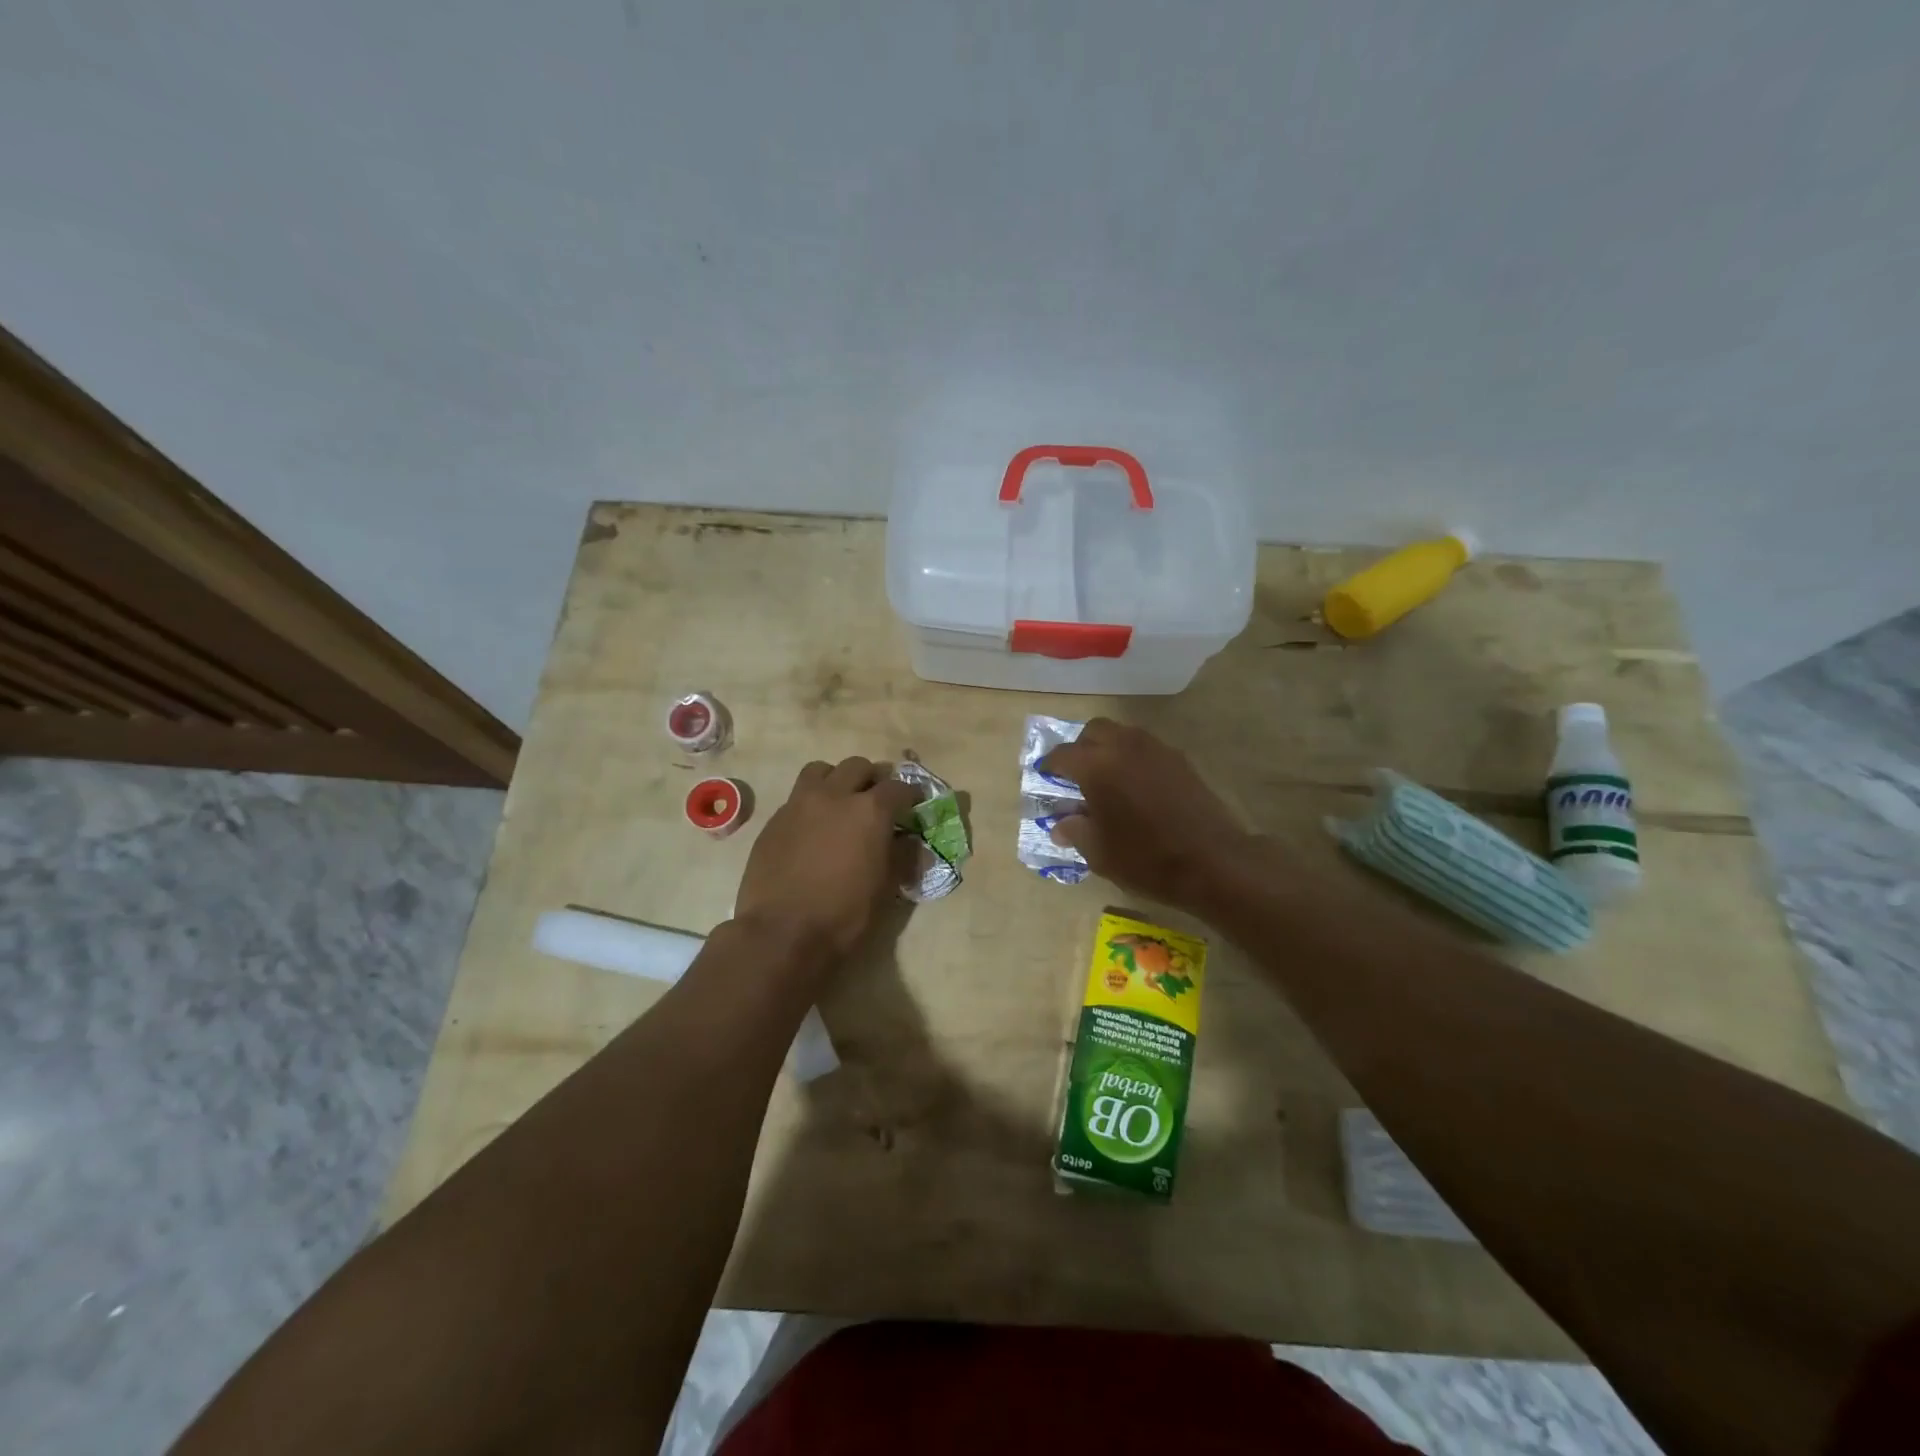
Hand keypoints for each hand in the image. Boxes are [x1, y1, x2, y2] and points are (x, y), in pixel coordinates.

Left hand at [734, 757, 918, 962]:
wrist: (782, 933)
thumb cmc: (844, 914)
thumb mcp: (885, 888)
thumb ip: (902, 856)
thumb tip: (912, 842)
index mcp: (870, 811)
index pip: (899, 787)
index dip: (911, 794)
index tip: (914, 804)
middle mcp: (835, 795)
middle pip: (858, 767)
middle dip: (872, 779)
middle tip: (877, 800)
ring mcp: (800, 803)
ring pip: (822, 770)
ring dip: (836, 779)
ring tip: (840, 802)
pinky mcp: (775, 819)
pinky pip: (797, 796)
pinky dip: (811, 803)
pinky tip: (813, 828)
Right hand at [1040, 719, 1252, 909]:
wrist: (1213, 861)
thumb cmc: (1146, 859)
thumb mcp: (1099, 853)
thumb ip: (1076, 831)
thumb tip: (1061, 825)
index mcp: (1096, 766)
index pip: (1062, 755)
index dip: (1050, 766)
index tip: (1046, 778)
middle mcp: (1124, 747)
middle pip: (1094, 731)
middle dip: (1081, 748)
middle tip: (1077, 775)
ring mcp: (1156, 749)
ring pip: (1123, 734)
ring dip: (1109, 750)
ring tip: (1108, 781)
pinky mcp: (1180, 760)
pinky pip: (1146, 748)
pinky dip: (1133, 759)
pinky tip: (1137, 788)